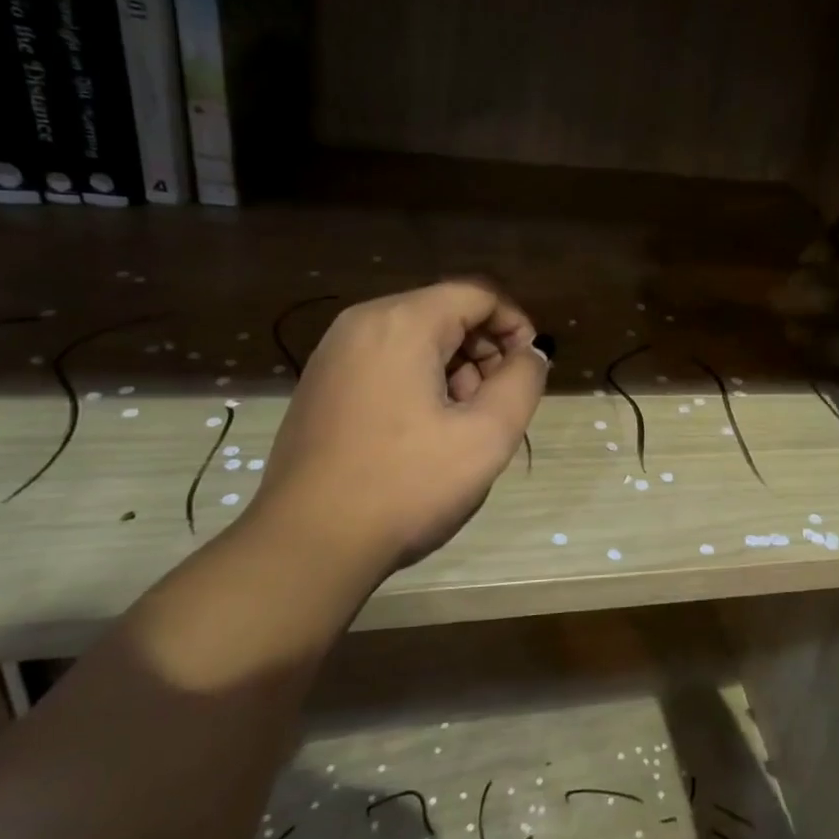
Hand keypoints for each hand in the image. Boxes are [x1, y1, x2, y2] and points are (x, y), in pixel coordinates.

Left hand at [250, 279, 546, 573]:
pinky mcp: (322, 386)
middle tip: (497, 404)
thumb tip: (530, 354)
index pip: (477, 294)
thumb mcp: (487, 435)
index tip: (530, 370)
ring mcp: (334, 355)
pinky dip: (420, 383)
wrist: (307, 545)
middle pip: (446, 312)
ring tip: (463, 426)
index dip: (516, 325)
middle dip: (485, 351)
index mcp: (401, 323)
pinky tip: (425, 434)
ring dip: (455, 370)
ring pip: (417, 339)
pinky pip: (387, 363)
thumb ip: (523, 382)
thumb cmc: (405, 485)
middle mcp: (361, 324)